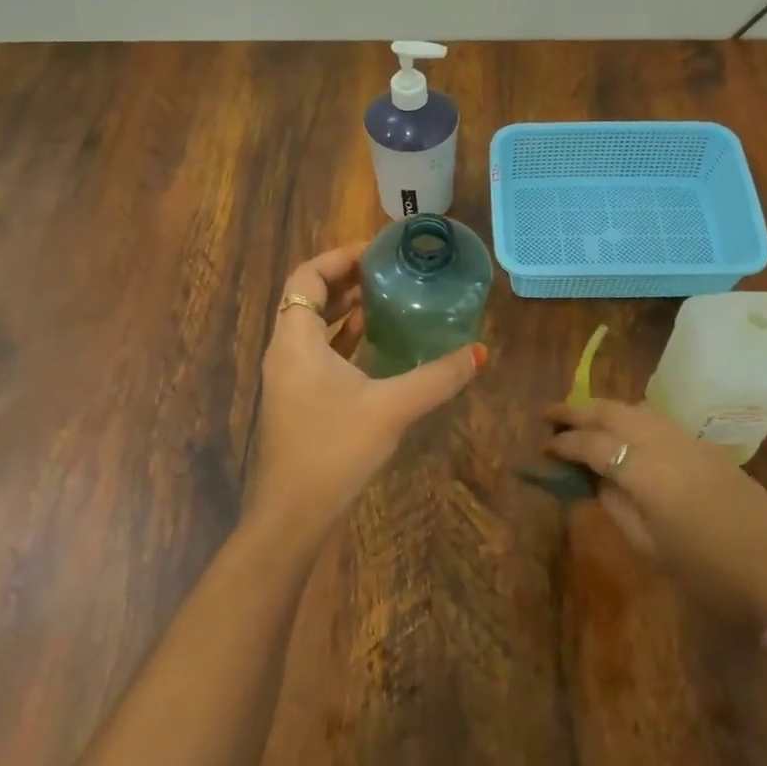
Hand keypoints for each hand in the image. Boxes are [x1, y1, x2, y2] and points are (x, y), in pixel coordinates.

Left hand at [250, 243, 485, 543]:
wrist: (293, 514)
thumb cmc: (334, 450)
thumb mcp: (392, 408)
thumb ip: (437, 377)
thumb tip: (480, 353)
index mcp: (296, 340)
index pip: (306, 277)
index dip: (339, 257)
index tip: (376, 251)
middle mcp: (285, 351)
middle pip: (309, 297)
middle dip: (346, 279)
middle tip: (388, 270)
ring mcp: (289, 377)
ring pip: (313, 326)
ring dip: (344, 309)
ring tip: (386, 298)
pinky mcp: (298, 399)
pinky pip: (318, 352)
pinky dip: (343, 338)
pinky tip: (375, 343)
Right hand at [545, 398, 766, 628]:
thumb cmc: (708, 574)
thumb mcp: (650, 548)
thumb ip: (616, 506)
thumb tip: (595, 479)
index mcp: (645, 473)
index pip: (593, 444)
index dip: (564, 444)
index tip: (544, 447)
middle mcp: (663, 444)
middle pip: (612, 412)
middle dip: (576, 410)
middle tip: (549, 415)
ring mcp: (688, 441)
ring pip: (636, 408)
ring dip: (605, 409)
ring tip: (583, 421)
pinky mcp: (706, 447)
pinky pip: (658, 419)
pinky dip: (631, 417)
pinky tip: (625, 433)